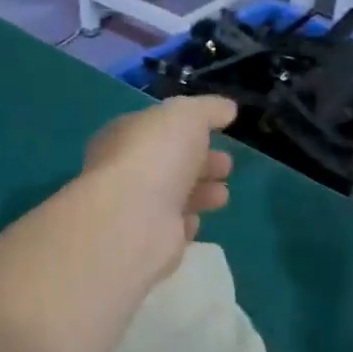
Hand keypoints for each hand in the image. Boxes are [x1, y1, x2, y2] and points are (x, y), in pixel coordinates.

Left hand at [81, 96, 237, 282]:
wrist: (135, 219)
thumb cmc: (156, 156)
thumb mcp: (187, 115)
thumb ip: (208, 109)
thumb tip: (227, 108)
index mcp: (125, 136)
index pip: (158, 129)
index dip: (190, 129)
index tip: (220, 133)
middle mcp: (125, 171)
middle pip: (169, 164)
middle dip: (201, 163)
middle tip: (227, 166)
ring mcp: (134, 209)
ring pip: (172, 197)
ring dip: (200, 194)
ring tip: (223, 195)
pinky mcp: (147, 242)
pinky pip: (169, 230)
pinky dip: (185, 225)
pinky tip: (198, 222)